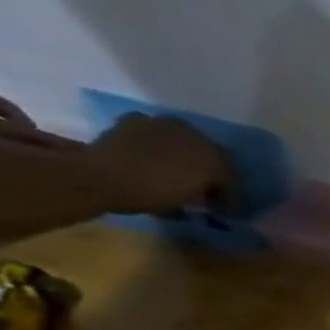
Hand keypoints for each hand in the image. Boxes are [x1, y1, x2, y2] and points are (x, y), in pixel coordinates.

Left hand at [89, 114, 231, 213]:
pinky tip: (152, 156)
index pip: (230, 175)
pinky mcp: (133, 121)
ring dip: (183, 155)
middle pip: (209, 154)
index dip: (228, 193)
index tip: (222, 208)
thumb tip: (211, 196)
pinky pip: (153, 133)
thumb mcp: (192, 201)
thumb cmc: (153, 193)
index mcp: (215, 154)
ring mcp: (161, 123)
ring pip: (182, 141)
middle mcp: (193, 133)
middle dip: (209, 170)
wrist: (100, 177)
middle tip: (203, 188)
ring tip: (177, 171)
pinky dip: (156, 144)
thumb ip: (207, 195)